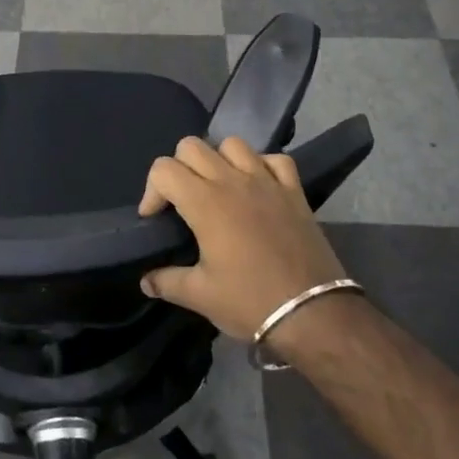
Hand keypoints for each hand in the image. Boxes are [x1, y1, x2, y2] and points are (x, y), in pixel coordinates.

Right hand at [137, 136, 352, 348]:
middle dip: (178, 168)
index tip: (155, 219)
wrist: (313, 314)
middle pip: (192, 146)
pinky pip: (275, 159)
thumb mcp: (200, 296)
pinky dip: (261, 165)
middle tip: (181, 201)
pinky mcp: (294, 192)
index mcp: (205, 203)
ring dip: (218, 160)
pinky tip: (257, 187)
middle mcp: (233, 181)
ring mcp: (267, 182)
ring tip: (217, 189)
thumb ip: (166, 282)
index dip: (151, 191)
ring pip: (233, 144)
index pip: (163, 170)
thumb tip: (146, 281)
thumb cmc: (250, 302)